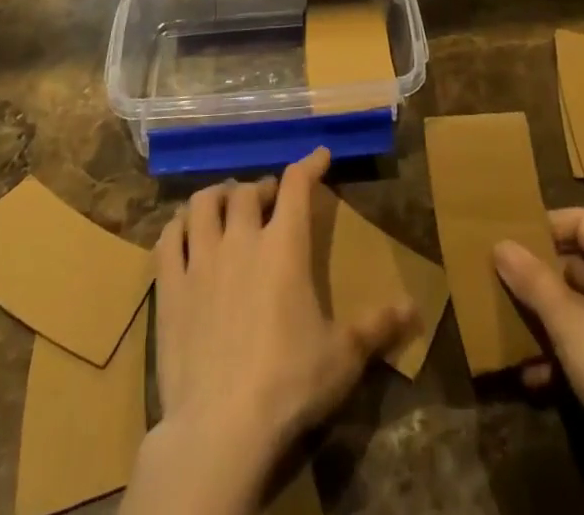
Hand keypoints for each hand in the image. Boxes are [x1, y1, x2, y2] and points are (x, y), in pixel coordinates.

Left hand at [126, 148, 417, 514]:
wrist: (219, 428)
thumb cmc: (288, 384)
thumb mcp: (343, 357)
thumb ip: (377, 326)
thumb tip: (415, 308)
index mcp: (285, 246)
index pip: (298, 185)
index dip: (310, 164)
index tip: (319, 155)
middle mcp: (242, 240)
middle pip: (248, 191)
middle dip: (262, 187)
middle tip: (269, 200)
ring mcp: (201, 260)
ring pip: (204, 204)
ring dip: (218, 197)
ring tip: (226, 206)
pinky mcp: (170, 288)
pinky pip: (168, 238)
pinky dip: (178, 225)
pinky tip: (185, 231)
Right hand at [495, 209, 583, 514]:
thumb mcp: (571, 322)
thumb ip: (534, 282)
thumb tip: (501, 244)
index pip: (581, 221)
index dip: (545, 226)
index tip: (506, 239)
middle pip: (578, 264)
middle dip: (538, 275)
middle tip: (496, 280)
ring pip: (580, 308)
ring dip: (545, 319)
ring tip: (503, 326)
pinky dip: (561, 356)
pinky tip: (531, 375)